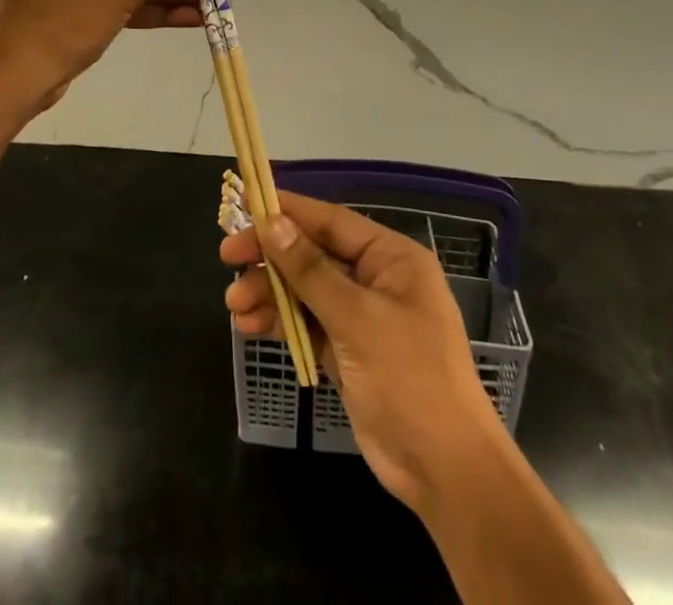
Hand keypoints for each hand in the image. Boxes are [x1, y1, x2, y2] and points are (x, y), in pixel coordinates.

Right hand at [222, 192, 508, 515]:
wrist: (444, 470)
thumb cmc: (410, 377)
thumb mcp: (357, 318)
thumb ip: (310, 270)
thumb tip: (273, 223)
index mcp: (391, 258)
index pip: (331, 221)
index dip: (288, 210)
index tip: (246, 202)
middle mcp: (376, 279)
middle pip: (313, 254)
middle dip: (271, 257)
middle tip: (227, 257)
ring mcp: (361, 317)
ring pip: (305, 290)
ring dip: (269, 293)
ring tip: (233, 304)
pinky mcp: (347, 352)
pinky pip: (307, 323)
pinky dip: (279, 323)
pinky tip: (248, 326)